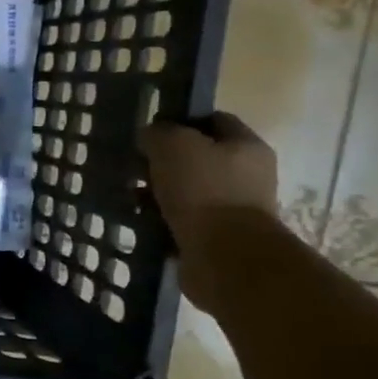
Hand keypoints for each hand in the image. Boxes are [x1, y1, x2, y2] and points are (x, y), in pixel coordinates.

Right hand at [140, 113, 278, 311]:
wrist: (225, 258)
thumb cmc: (204, 191)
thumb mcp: (173, 145)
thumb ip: (158, 133)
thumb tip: (151, 136)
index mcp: (246, 146)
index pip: (213, 120)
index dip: (181, 120)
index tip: (150, 131)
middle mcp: (246, 175)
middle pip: (198, 158)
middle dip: (165, 161)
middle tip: (135, 165)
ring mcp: (233, 209)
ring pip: (187, 191)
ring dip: (159, 192)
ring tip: (130, 195)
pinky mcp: (217, 238)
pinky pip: (182, 220)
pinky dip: (161, 219)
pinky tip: (140, 220)